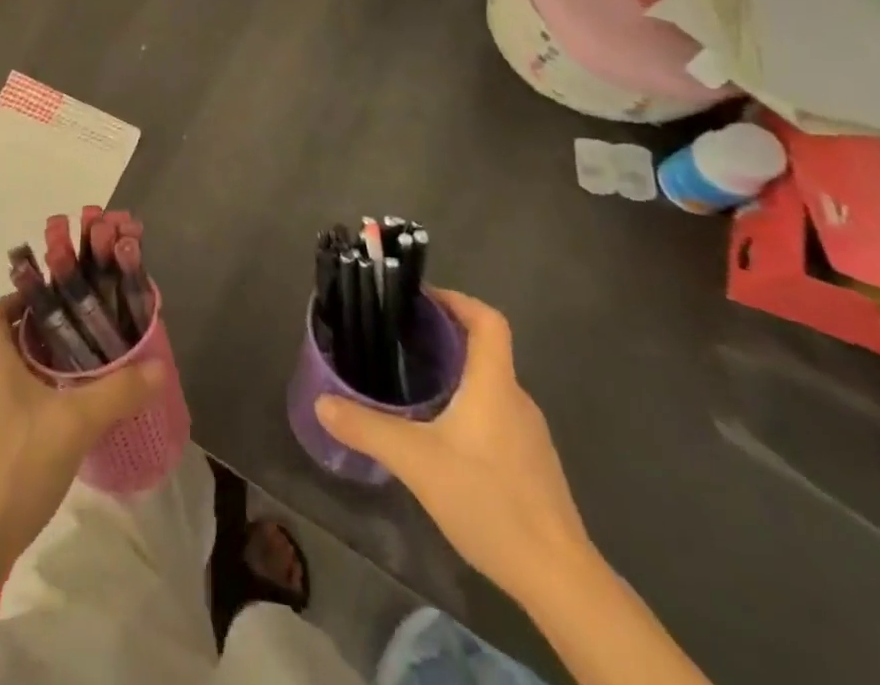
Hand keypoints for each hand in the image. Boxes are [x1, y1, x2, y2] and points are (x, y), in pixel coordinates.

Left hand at [0, 293, 164, 601]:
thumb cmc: (18, 464)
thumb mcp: (75, 423)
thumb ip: (117, 392)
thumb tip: (159, 365)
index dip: (20, 297)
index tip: (54, 298)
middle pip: (8, 343)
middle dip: (43, 335)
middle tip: (82, 333)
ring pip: (12, 378)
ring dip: (41, 370)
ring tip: (81, 373)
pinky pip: (13, 410)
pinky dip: (36, 403)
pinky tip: (64, 421)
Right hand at [314, 289, 592, 606]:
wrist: (558, 579)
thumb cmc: (489, 501)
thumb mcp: (415, 461)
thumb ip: (366, 428)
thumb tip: (322, 403)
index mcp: (494, 384)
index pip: (488, 320)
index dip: (458, 300)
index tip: (421, 300)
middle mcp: (517, 400)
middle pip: (486, 349)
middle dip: (446, 337)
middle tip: (402, 340)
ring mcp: (530, 435)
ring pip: (490, 385)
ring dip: (457, 374)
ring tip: (414, 383)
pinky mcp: (532, 465)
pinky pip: (497, 416)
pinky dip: (469, 408)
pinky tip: (442, 436)